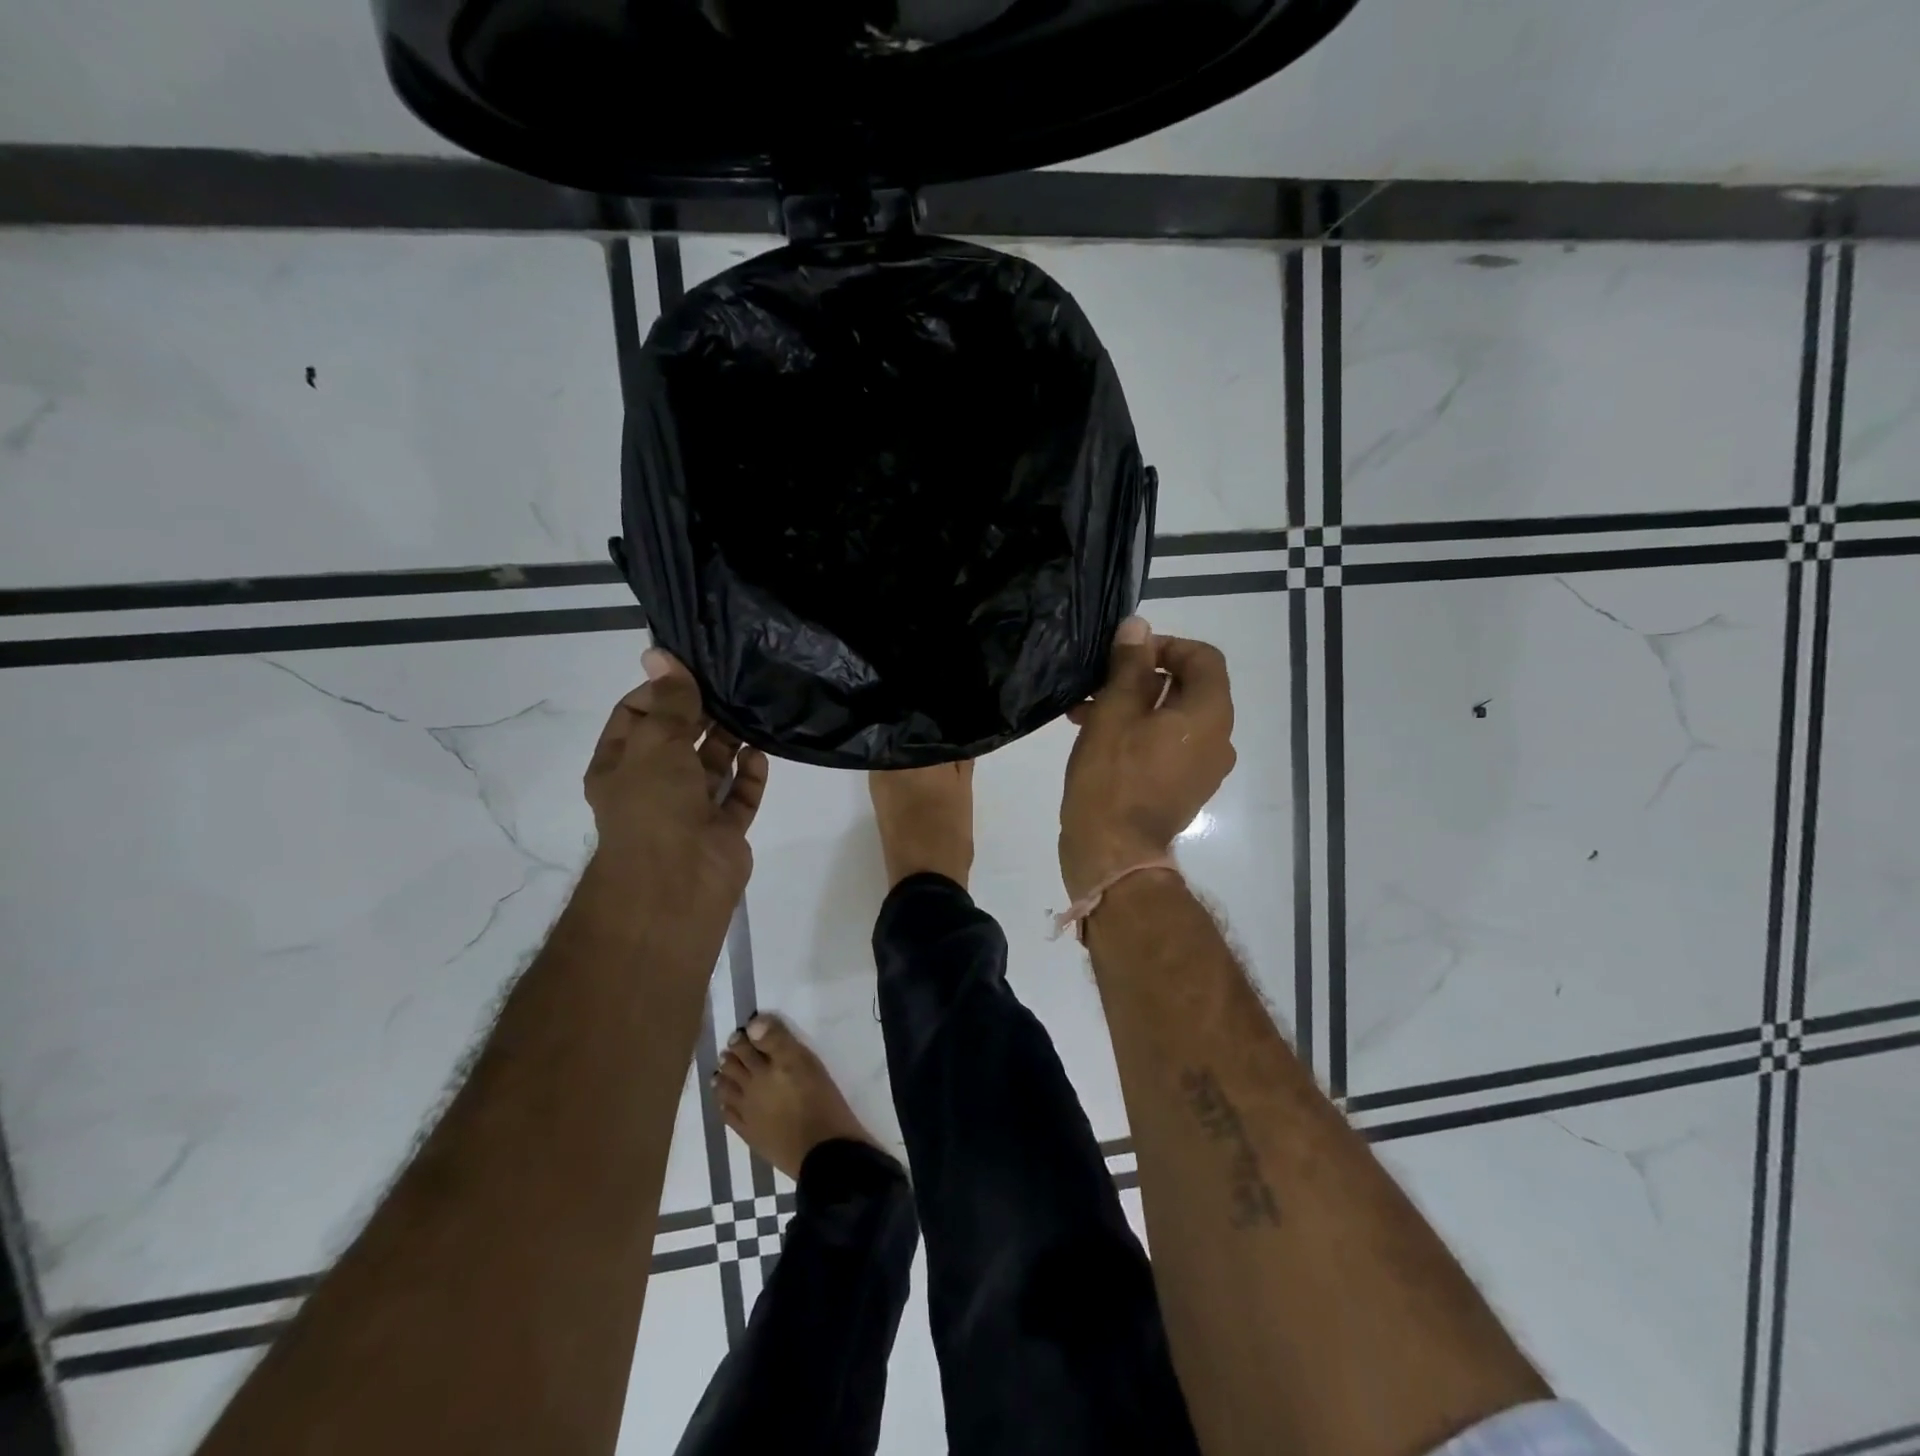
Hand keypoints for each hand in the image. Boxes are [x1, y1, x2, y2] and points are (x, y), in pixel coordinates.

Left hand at [583, 647, 769, 911]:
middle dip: (701, 714)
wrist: (677, 881)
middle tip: (733, 684)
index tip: (691, 673)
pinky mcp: (724, 829)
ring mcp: (690, 809)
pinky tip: (761, 753)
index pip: (635, 716)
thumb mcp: (656, 743)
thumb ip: (669, 701)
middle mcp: (653, 785)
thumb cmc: (654, 805)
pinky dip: (750, 775)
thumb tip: (660, 654)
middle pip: (678, 739)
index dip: (659, 692)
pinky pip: (739, 795)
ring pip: (712, 766)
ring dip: (730, 741)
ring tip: (753, 711)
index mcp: (620, 766)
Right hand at [1058, 617, 1235, 900]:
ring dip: (1134, 707)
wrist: (1114, 853)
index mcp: (1209, 714)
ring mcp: (1204, 769)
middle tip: (1097, 685)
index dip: (1165, 646)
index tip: (1125, 656)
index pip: (1203, 657)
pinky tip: (1100, 741)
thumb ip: (1129, 666)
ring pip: (1174, 718)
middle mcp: (1219, 739)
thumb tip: (1139, 626)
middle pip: (1188, 688)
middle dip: (1140, 679)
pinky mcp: (1186, 790)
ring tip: (1086, 715)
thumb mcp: (1114, 712)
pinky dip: (1141, 735)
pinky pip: (1169, 746)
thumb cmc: (1112, 778)